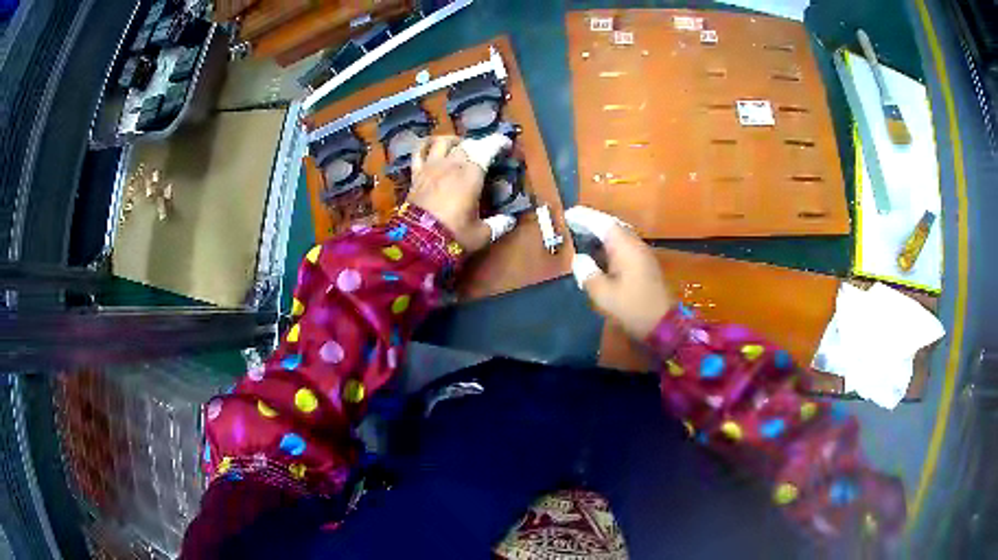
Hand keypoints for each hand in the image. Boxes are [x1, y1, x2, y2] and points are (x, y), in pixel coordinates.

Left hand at [407, 135, 515, 252]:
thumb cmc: (453, 236)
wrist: (417, 244)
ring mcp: (431, 167)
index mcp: (471, 174)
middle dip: (478, 144)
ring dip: (453, 140)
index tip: (505, 144)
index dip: (498, 143)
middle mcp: (451, 164)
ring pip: (442, 141)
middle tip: (485, 152)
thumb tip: (510, 220)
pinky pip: (419, 152)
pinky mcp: (416, 175)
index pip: (487, 148)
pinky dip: (426, 146)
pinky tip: (431, 148)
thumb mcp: (481, 234)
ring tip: (459, 146)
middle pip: (466, 144)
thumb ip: (497, 225)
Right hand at [567, 206, 674, 338]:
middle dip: (591, 222)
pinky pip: (624, 246)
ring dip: (600, 233)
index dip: (584, 217)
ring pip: (619, 235)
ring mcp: (642, 254)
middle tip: (572, 224)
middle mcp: (635, 245)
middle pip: (612, 226)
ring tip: (581, 236)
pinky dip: (609, 244)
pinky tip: (598, 253)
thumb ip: (588, 274)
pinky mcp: (645, 265)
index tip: (567, 215)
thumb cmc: (632, 308)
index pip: (602, 223)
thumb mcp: (603, 295)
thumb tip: (579, 260)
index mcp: (625, 247)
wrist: (664, 324)